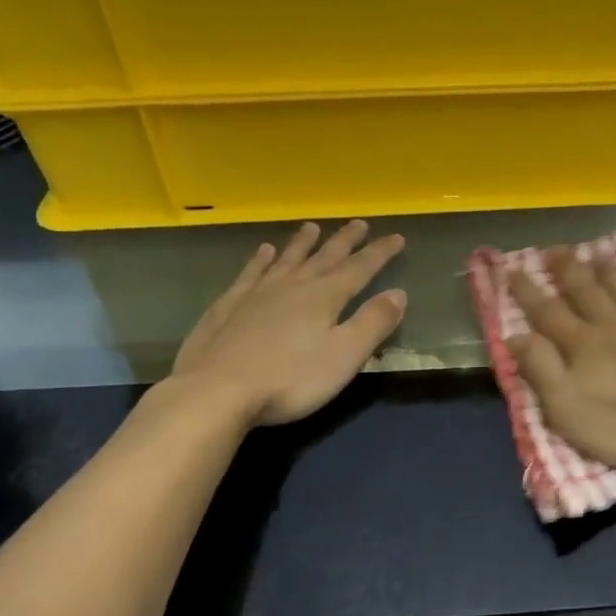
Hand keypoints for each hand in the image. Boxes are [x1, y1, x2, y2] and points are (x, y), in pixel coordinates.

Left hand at [168, 221, 406, 428]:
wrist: (216, 391)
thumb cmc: (290, 379)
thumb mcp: (344, 356)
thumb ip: (373, 323)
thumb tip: (399, 293)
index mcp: (324, 297)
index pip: (360, 268)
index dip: (380, 253)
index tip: (397, 237)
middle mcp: (293, 286)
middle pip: (324, 257)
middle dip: (345, 241)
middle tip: (359, 223)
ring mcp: (257, 294)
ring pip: (286, 260)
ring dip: (302, 244)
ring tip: (312, 227)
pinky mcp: (228, 307)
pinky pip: (250, 274)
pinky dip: (260, 260)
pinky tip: (262, 252)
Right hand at [507, 249, 615, 476]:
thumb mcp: (568, 410)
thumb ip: (540, 370)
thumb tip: (514, 335)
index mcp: (581, 345)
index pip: (546, 312)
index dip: (527, 291)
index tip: (511, 270)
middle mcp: (611, 323)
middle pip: (584, 288)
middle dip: (565, 269)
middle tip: (553, 250)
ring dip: (602, 267)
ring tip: (592, 253)